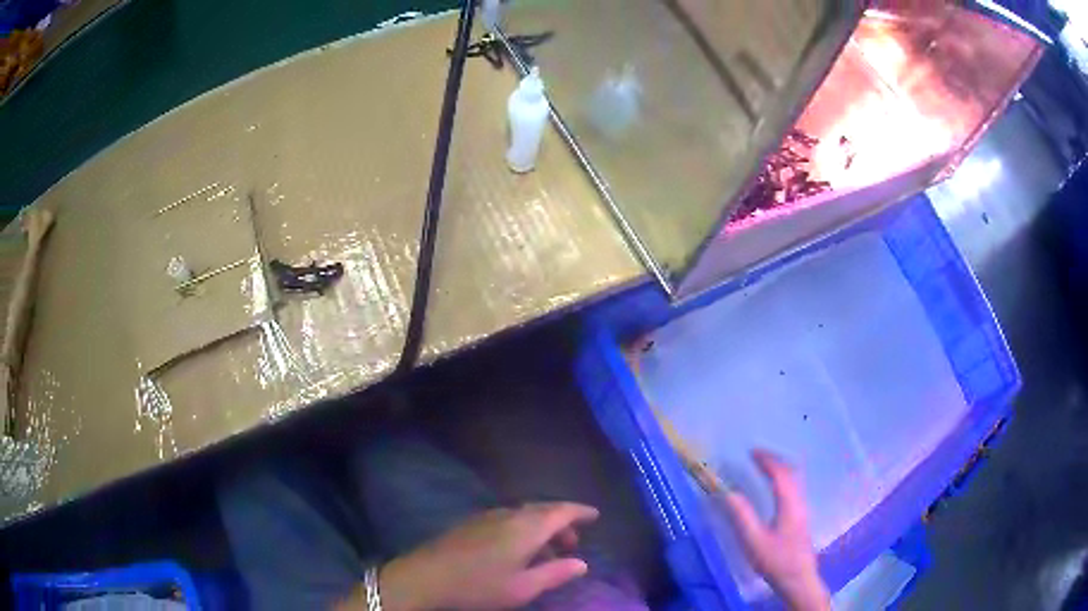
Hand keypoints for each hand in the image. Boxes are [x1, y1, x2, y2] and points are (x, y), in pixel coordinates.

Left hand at [374, 502, 598, 610]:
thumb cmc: (479, 585)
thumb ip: (556, 573)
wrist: (425, 577)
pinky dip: (522, 529)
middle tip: (572, 543)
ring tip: (547, 552)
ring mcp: (486, 516)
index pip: (561, 511)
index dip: (580, 512)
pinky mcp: (470, 523)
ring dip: (540, 528)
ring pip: (523, 515)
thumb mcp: (523, 587)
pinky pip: (507, 519)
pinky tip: (517, 550)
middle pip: (542, 510)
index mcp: (526, 527)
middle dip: (561, 523)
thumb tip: (582, 563)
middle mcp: (509, 514)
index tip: (595, 515)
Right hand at [721, 450, 829, 610]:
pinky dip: (784, 480)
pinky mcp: (802, 518)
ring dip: (780, 469)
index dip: (767, 460)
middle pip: (791, 473)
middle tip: (757, 456)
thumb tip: (728, 492)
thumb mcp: (754, 540)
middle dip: (775, 461)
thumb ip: (742, 516)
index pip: (780, 474)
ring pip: (795, 481)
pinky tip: (776, 489)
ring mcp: (803, 510)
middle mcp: (799, 502)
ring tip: (765, 467)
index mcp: (789, 504)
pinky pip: (794, 489)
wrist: (798, 579)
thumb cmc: (776, 560)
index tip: (751, 452)